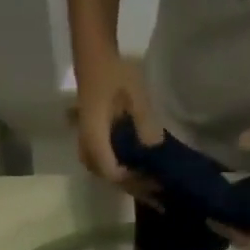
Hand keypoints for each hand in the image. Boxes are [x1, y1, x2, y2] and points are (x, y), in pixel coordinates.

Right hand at [74, 51, 163, 206]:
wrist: (94, 57)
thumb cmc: (115, 73)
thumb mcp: (135, 95)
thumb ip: (145, 124)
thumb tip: (156, 150)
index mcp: (95, 140)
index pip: (114, 173)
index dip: (136, 181)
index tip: (157, 182)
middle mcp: (88, 151)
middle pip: (112, 179)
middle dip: (136, 186)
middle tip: (161, 192)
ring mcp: (88, 150)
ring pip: (109, 175)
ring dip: (131, 181)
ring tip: (153, 185)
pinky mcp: (93, 145)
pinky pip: (108, 166)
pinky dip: (125, 171)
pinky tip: (141, 171)